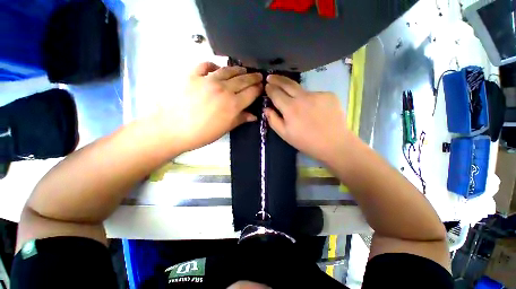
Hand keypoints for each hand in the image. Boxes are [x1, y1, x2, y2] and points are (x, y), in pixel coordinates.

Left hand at [159, 62, 261, 151]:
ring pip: (228, 70)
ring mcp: (207, 80)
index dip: (259, 89)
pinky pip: (206, 65)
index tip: (262, 87)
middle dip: (253, 77)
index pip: (251, 92)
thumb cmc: (202, 134)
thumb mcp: (225, 129)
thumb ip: (241, 119)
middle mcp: (223, 89)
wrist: (172, 129)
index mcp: (233, 104)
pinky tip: (217, 69)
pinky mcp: (192, 75)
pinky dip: (214, 65)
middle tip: (258, 75)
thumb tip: (254, 116)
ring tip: (243, 70)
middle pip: (243, 80)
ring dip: (238, 70)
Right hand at [264, 75, 352, 163]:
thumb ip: (273, 120)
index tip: (267, 85)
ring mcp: (317, 94)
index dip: (270, 89)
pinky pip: (314, 94)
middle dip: (277, 79)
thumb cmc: (306, 142)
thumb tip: (266, 109)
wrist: (334, 143)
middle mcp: (302, 97)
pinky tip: (313, 109)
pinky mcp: (329, 94)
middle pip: (287, 83)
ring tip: (294, 99)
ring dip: (294, 91)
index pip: (276, 93)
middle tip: (271, 76)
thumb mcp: (285, 135)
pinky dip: (310, 99)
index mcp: (290, 108)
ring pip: (301, 89)